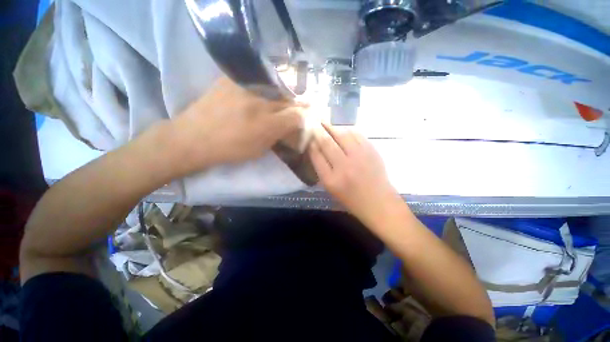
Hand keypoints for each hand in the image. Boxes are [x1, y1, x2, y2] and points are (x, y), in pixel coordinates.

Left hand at [171, 77, 306, 174]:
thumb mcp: (260, 150)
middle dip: (300, 104)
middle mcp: (259, 103)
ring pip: (278, 86)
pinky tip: (267, 92)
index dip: (306, 117)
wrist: (193, 137)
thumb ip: (279, 136)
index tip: (307, 119)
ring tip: (285, 101)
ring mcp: (245, 87)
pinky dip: (268, 86)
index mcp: (267, 126)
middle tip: (302, 108)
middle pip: (290, 99)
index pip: (298, 115)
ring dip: (286, 95)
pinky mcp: (232, 78)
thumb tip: (292, 126)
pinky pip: (259, 79)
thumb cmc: (229, 150)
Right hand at [309, 123, 401, 224]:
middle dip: (318, 130)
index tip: (308, 136)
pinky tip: (342, 128)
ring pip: (342, 134)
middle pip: (326, 142)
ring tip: (326, 122)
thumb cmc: (351, 199)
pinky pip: (357, 134)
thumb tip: (315, 148)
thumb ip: (322, 168)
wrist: (378, 202)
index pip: (316, 155)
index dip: (311, 143)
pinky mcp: (371, 151)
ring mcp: (359, 157)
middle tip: (314, 122)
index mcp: (331, 180)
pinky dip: (347, 129)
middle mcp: (344, 166)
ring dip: (332, 126)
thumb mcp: (331, 188)